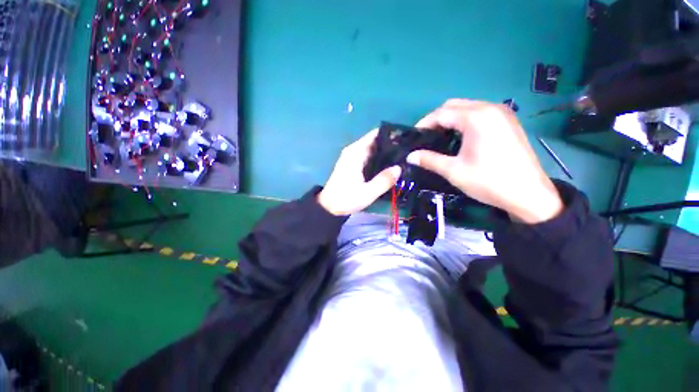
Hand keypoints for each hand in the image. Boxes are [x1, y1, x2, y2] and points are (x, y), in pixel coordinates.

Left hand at [318, 129, 401, 215]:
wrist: (329, 207)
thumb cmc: (346, 198)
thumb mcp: (367, 193)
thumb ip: (383, 180)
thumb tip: (399, 168)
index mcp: (356, 152)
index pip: (375, 135)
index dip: (391, 135)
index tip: (406, 140)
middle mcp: (353, 151)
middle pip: (375, 141)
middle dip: (391, 145)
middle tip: (408, 152)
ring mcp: (352, 157)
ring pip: (372, 149)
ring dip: (385, 153)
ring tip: (403, 158)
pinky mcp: (352, 164)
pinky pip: (369, 157)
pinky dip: (379, 159)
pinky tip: (389, 166)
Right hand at [407, 99, 562, 223]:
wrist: (529, 194)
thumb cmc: (488, 181)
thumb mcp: (454, 171)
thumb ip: (429, 160)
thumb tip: (410, 157)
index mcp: (476, 118)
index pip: (441, 113)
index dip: (424, 123)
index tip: (414, 136)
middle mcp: (490, 108)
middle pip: (454, 105)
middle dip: (437, 119)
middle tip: (427, 138)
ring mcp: (502, 113)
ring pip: (467, 107)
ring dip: (451, 119)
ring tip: (441, 138)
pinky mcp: (508, 121)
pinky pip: (480, 113)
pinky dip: (465, 121)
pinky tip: (461, 138)